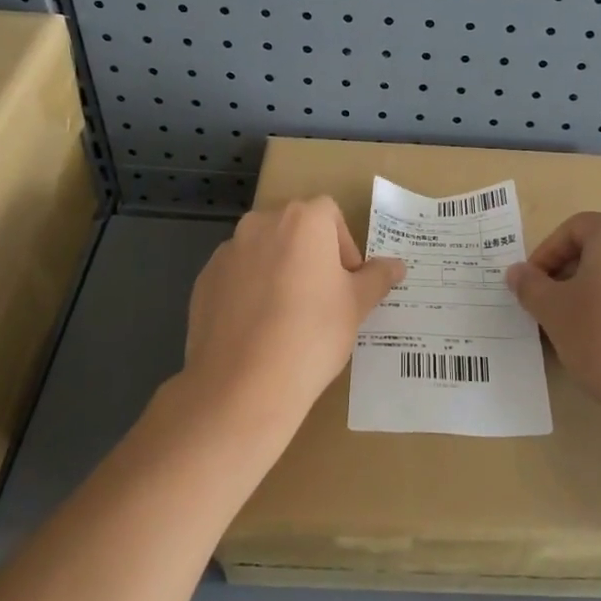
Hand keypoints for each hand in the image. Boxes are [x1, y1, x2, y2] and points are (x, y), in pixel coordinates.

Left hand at [181, 198, 404, 428]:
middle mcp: (260, 224)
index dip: (344, 246)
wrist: (243, 385)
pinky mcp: (204, 281)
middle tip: (323, 299)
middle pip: (294, 228)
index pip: (330, 215)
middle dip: (311, 255)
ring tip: (288, 318)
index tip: (347, 283)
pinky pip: (237, 276)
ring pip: (263, 252)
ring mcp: (227, 252)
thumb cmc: (312, 334)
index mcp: (302, 220)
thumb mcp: (357, 306)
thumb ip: (377, 278)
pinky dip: (250, 291)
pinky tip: (258, 330)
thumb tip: (396, 265)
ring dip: (279, 271)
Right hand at [506, 214, 600, 423]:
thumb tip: (518, 273)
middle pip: (600, 248)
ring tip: (579, 328)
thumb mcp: (554, 312)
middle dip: (569, 273)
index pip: (572, 228)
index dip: (545, 254)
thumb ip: (530, 286)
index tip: (531, 287)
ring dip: (595, 292)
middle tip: (551, 307)